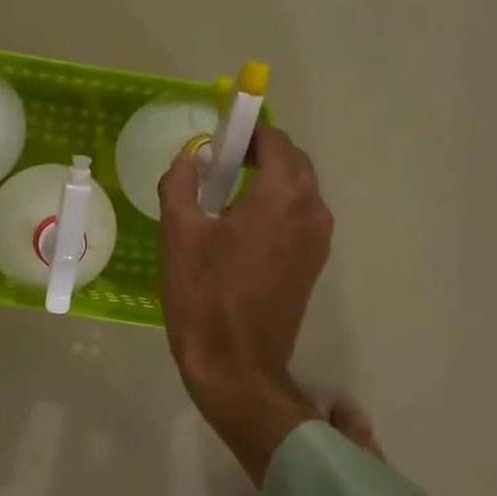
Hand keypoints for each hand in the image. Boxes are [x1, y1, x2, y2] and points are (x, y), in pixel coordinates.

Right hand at [158, 125, 332, 484]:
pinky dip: (274, 206)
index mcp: (283, 196)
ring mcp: (317, 241)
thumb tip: (192, 157)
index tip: (217, 134)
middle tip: (217, 162)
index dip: (246, 130)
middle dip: (258, 153)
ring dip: (267, 180)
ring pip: (297, 190)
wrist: (236, 366)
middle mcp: (312, 212)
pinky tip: (238, 225)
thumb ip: (181, 182)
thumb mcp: (179, 232)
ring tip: (223, 192)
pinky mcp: (313, 265)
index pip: (274, 141)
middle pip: (292, 162)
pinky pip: (297, 217)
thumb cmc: (204, 294)